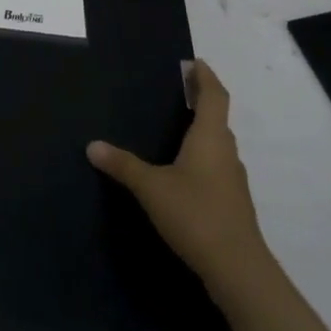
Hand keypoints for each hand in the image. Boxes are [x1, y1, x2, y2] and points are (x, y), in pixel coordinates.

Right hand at [88, 60, 270, 295]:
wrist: (237, 268)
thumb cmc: (195, 214)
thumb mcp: (151, 188)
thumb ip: (123, 165)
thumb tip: (92, 145)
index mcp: (211, 137)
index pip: (214, 95)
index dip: (205, 76)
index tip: (194, 62)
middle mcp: (226, 151)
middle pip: (218, 117)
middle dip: (202, 100)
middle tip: (179, 90)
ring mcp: (233, 179)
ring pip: (219, 143)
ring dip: (203, 129)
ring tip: (178, 127)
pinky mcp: (232, 202)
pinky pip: (217, 166)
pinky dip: (203, 156)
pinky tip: (184, 171)